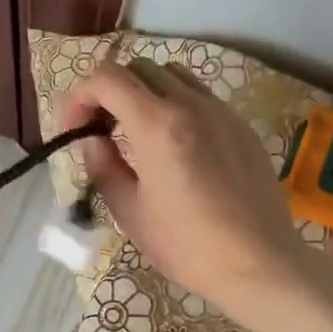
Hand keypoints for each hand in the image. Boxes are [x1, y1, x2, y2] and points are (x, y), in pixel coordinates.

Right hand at [58, 57, 305, 317]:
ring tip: (138, 132)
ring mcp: (222, 112)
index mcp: (157, 125)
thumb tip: (92, 140)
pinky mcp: (241, 126)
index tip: (74, 128)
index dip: (80, 95)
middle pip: (138, 68)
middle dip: (110, 91)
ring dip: (145, 92)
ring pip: (173, 75)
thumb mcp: (130, 212)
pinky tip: (177, 146)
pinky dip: (176, 105)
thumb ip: (103, 166)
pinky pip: (201, 97)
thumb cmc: (187, 246)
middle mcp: (191, 105)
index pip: (107, 78)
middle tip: (101, 129)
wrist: (258, 264)